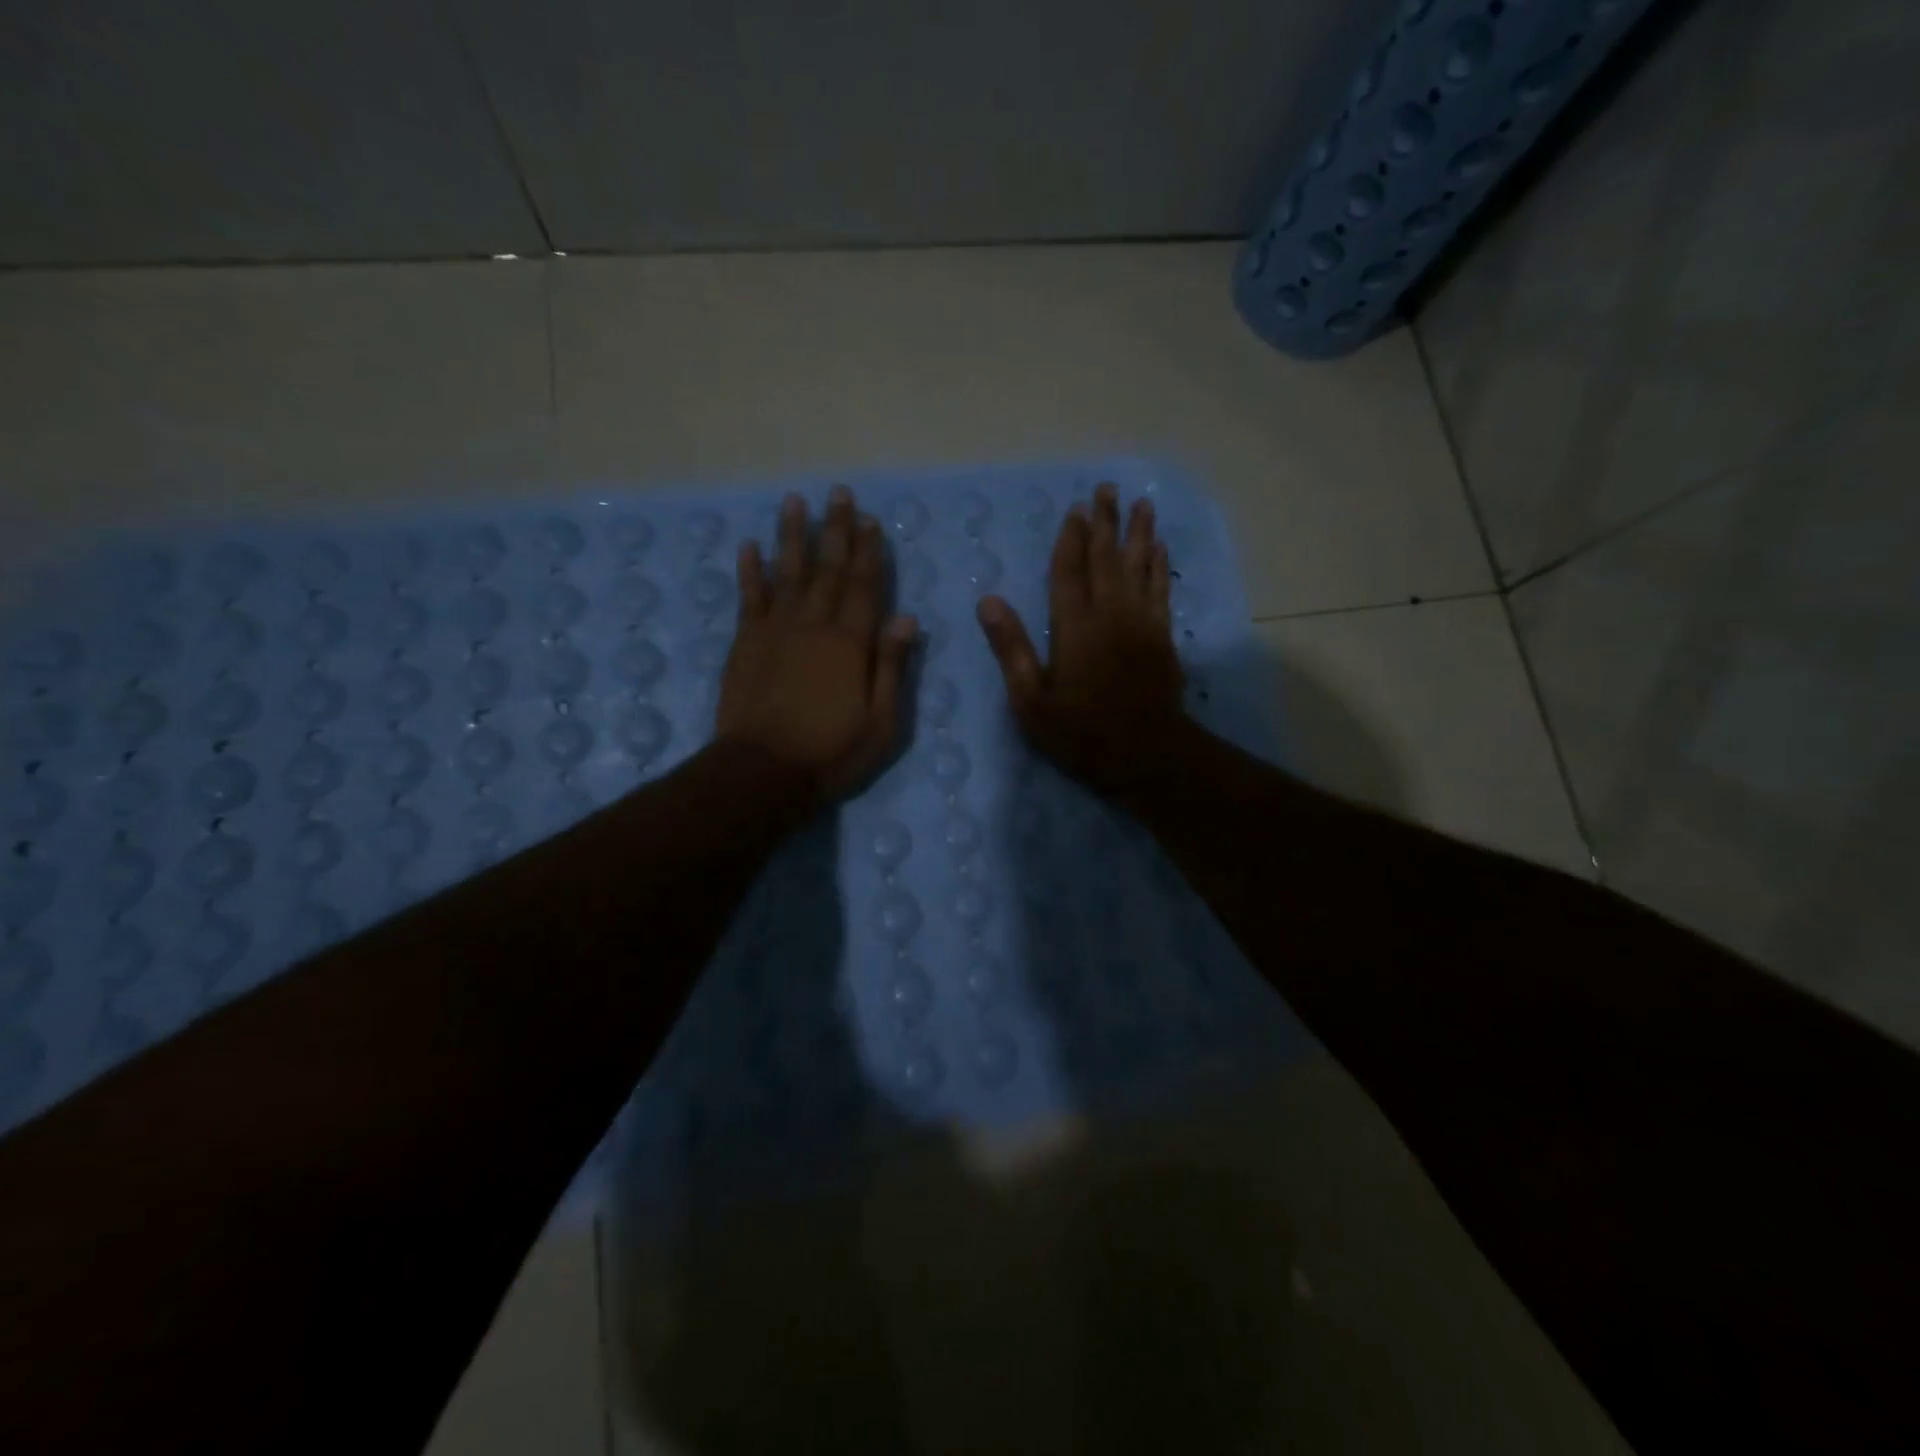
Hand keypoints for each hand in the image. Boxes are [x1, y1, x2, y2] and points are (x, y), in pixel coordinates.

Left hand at [717, 486, 917, 803]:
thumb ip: (892, 667)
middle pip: (828, 569)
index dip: (869, 552)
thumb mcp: (881, 721)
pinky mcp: (745, 643)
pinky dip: (749, 571)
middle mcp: (813, 625)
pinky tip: (748, 546)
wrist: (763, 772)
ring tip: (794, 501)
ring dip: (792, 535)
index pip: (865, 587)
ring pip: (787, 572)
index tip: (870, 520)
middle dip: (835, 529)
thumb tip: (907, 618)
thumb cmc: (831, 752)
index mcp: (851, 643)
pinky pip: (748, 598)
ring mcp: (775, 631)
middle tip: (838, 493)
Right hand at [976, 482, 1188, 796]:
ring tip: (1140, 503)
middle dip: (1105, 522)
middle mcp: (1109, 614)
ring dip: (1138, 533)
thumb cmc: (1081, 733)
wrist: (1147, 755)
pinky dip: (1160, 565)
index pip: (1068, 571)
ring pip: (1139, 566)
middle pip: (1106, 558)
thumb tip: (988, 601)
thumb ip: (1011, 649)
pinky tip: (1160, 548)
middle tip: (1107, 488)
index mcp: (1074, 627)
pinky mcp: (1162, 636)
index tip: (1075, 509)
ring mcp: (1141, 623)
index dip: (1070, 539)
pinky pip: (1161, 589)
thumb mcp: (1031, 701)